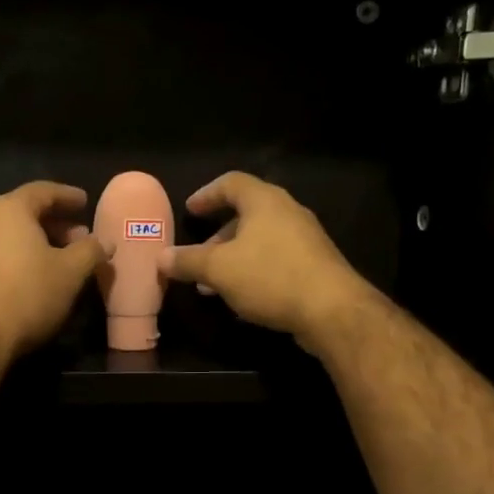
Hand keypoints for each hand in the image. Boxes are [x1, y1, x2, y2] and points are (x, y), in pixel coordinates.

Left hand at [0, 182, 109, 359]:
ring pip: (9, 235)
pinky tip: (34, 278)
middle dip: (55, 223)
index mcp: (9, 210)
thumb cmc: (28, 294)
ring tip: (60, 259)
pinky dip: (19, 257)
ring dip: (37, 242)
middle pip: (24, 212)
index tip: (85, 203)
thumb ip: (91, 250)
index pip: (43, 191)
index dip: (68, 196)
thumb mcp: (71, 272)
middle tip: (79, 237)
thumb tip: (104, 241)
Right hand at [164, 172, 370, 349]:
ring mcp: (305, 239)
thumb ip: (188, 261)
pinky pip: (276, 260)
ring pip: (260, 241)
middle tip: (198, 256)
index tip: (190, 210)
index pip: (231, 183)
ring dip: (234, 259)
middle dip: (218, 237)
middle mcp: (287, 212)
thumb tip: (161, 257)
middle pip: (246, 215)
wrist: (332, 310)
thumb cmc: (271, 276)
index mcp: (265, 201)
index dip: (207, 194)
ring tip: (213, 286)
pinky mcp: (316, 265)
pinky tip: (242, 298)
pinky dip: (254, 271)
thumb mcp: (219, 270)